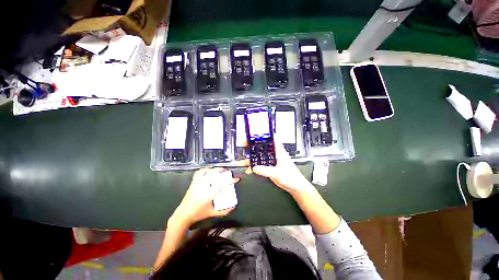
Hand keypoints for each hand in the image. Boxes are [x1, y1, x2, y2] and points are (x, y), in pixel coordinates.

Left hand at [171, 168, 238, 226]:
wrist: (183, 214)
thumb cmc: (199, 214)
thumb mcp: (213, 213)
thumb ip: (224, 211)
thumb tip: (233, 207)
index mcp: (209, 194)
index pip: (222, 185)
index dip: (230, 180)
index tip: (236, 179)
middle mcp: (203, 187)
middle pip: (212, 174)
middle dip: (221, 170)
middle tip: (227, 171)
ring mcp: (197, 184)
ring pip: (205, 171)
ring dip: (212, 169)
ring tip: (218, 170)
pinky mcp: (193, 183)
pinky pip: (198, 173)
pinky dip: (204, 170)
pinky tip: (208, 171)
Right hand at [246, 136, 313, 194]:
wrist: (295, 187)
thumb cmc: (292, 178)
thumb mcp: (278, 174)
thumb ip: (266, 171)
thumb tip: (254, 168)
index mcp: (279, 152)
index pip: (272, 138)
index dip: (264, 134)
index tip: (255, 132)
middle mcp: (275, 155)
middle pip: (262, 147)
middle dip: (253, 146)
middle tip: (244, 145)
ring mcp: (272, 161)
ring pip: (260, 157)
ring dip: (251, 158)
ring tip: (243, 160)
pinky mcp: (270, 167)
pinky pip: (260, 165)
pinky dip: (254, 167)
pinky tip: (249, 169)